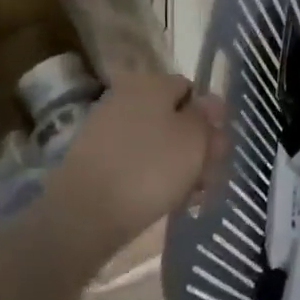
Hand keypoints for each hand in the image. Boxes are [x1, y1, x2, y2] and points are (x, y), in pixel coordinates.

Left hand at [41, 71, 226, 249]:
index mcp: (151, 83)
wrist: (83, 216)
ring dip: (176, 164)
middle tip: (208, 175)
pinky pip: (133, 161)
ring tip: (190, 195)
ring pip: (154, 141)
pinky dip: (150, 176)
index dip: (208, 117)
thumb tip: (209, 102)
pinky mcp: (92, 161)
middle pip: (172, 117)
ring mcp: (105, 129)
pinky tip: (163, 200)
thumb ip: (207, 116)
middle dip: (194, 144)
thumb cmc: (150, 168)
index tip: (217, 147)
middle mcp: (125, 98)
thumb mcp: (195, 138)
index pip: (190, 89)